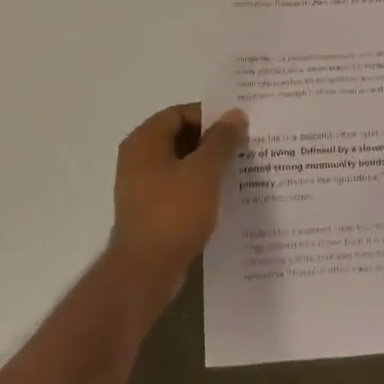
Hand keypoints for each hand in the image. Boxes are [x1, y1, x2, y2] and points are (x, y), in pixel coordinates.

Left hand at [110, 103, 248, 295]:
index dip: (210, 116)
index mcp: (145, 141)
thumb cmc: (173, 212)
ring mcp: (142, 186)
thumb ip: (221, 140)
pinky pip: (178, 187)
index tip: (239, 127)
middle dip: (212, 141)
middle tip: (245, 146)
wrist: (146, 270)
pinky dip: (199, 186)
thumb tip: (235, 113)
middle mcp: (138, 158)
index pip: (180, 113)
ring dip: (208, 165)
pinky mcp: (150, 210)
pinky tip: (224, 196)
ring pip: (181, 164)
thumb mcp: (203, 172)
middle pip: (180, 136)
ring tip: (240, 170)